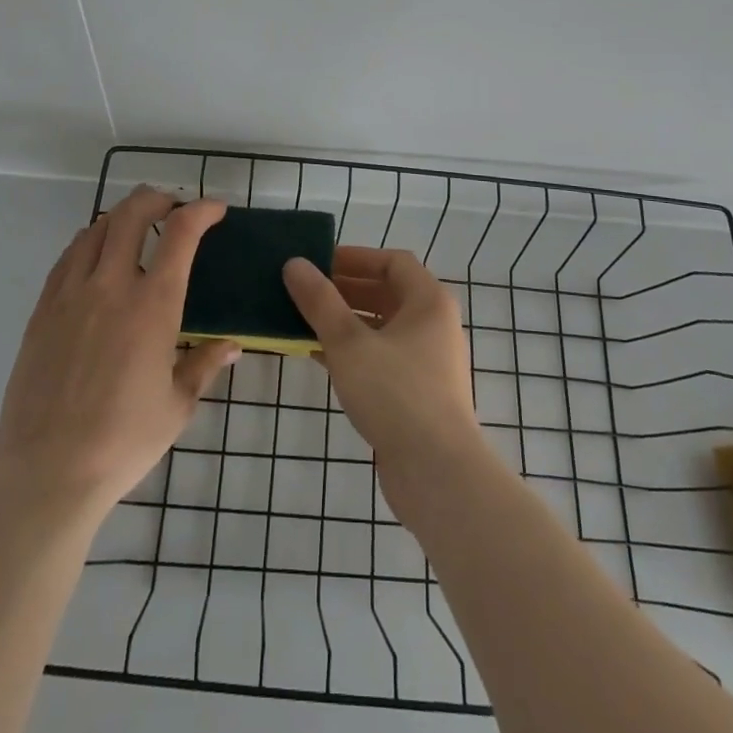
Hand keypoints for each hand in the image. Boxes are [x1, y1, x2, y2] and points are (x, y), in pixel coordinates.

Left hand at [0, 188, 238, 512]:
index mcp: (153, 305)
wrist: (48, 471)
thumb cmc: (123, 441)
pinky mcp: (43, 310)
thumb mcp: (178, 405)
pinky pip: (67, 257)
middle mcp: (111, 286)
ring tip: (136, 228)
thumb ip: (204, 364)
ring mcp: (71, 294)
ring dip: (122, 217)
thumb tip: (232, 345)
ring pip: (96, 230)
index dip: (202, 211)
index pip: (181, 233)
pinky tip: (96, 258)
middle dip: (157, 199)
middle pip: (132, 214)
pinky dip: (89, 243)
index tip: (215, 209)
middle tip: (173, 206)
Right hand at [283, 247, 484, 502]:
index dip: (355, 258)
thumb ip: (320, 301)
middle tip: (304, 292)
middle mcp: (434, 325)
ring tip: (303, 322)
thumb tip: (294, 264)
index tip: (319, 263)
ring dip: (345, 322)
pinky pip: (381, 358)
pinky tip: (318, 357)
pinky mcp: (417, 394)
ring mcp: (428, 362)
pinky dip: (353, 352)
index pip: (392, 262)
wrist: (437, 474)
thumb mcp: (349, 343)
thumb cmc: (396, 394)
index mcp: (428, 301)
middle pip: (387, 293)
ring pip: (381, 328)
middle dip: (344, 290)